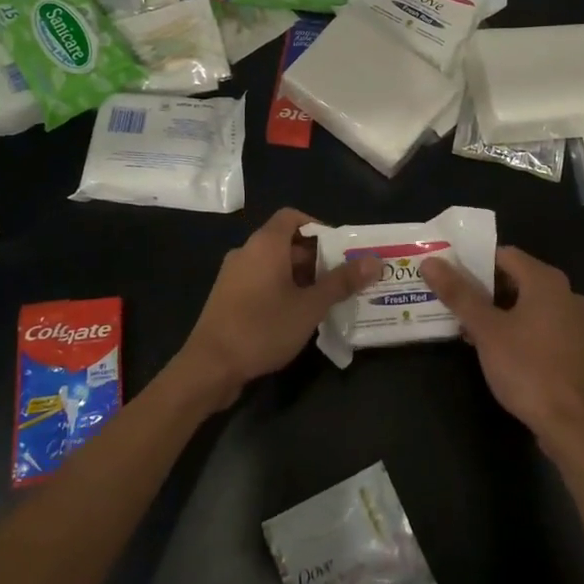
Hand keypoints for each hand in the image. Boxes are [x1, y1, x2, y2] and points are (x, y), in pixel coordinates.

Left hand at [181, 208, 381, 407]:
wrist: (209, 366)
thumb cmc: (263, 327)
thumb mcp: (310, 306)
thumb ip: (342, 282)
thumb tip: (374, 260)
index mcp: (265, 244)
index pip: (293, 217)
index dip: (319, 227)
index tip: (341, 248)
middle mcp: (247, 252)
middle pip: (286, 242)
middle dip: (316, 257)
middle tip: (344, 278)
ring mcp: (234, 275)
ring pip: (274, 265)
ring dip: (301, 277)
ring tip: (328, 298)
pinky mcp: (228, 298)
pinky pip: (261, 282)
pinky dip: (282, 289)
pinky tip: (299, 316)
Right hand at [422, 246, 583, 458]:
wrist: (572, 426)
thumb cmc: (527, 369)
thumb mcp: (486, 330)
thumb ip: (458, 293)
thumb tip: (430, 262)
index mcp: (547, 281)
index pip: (503, 254)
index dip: (472, 262)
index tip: (447, 276)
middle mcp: (567, 293)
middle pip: (516, 278)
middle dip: (482, 290)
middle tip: (451, 303)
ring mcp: (576, 322)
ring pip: (528, 303)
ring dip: (498, 311)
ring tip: (467, 328)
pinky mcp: (577, 347)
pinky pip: (541, 324)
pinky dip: (517, 328)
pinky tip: (495, 348)